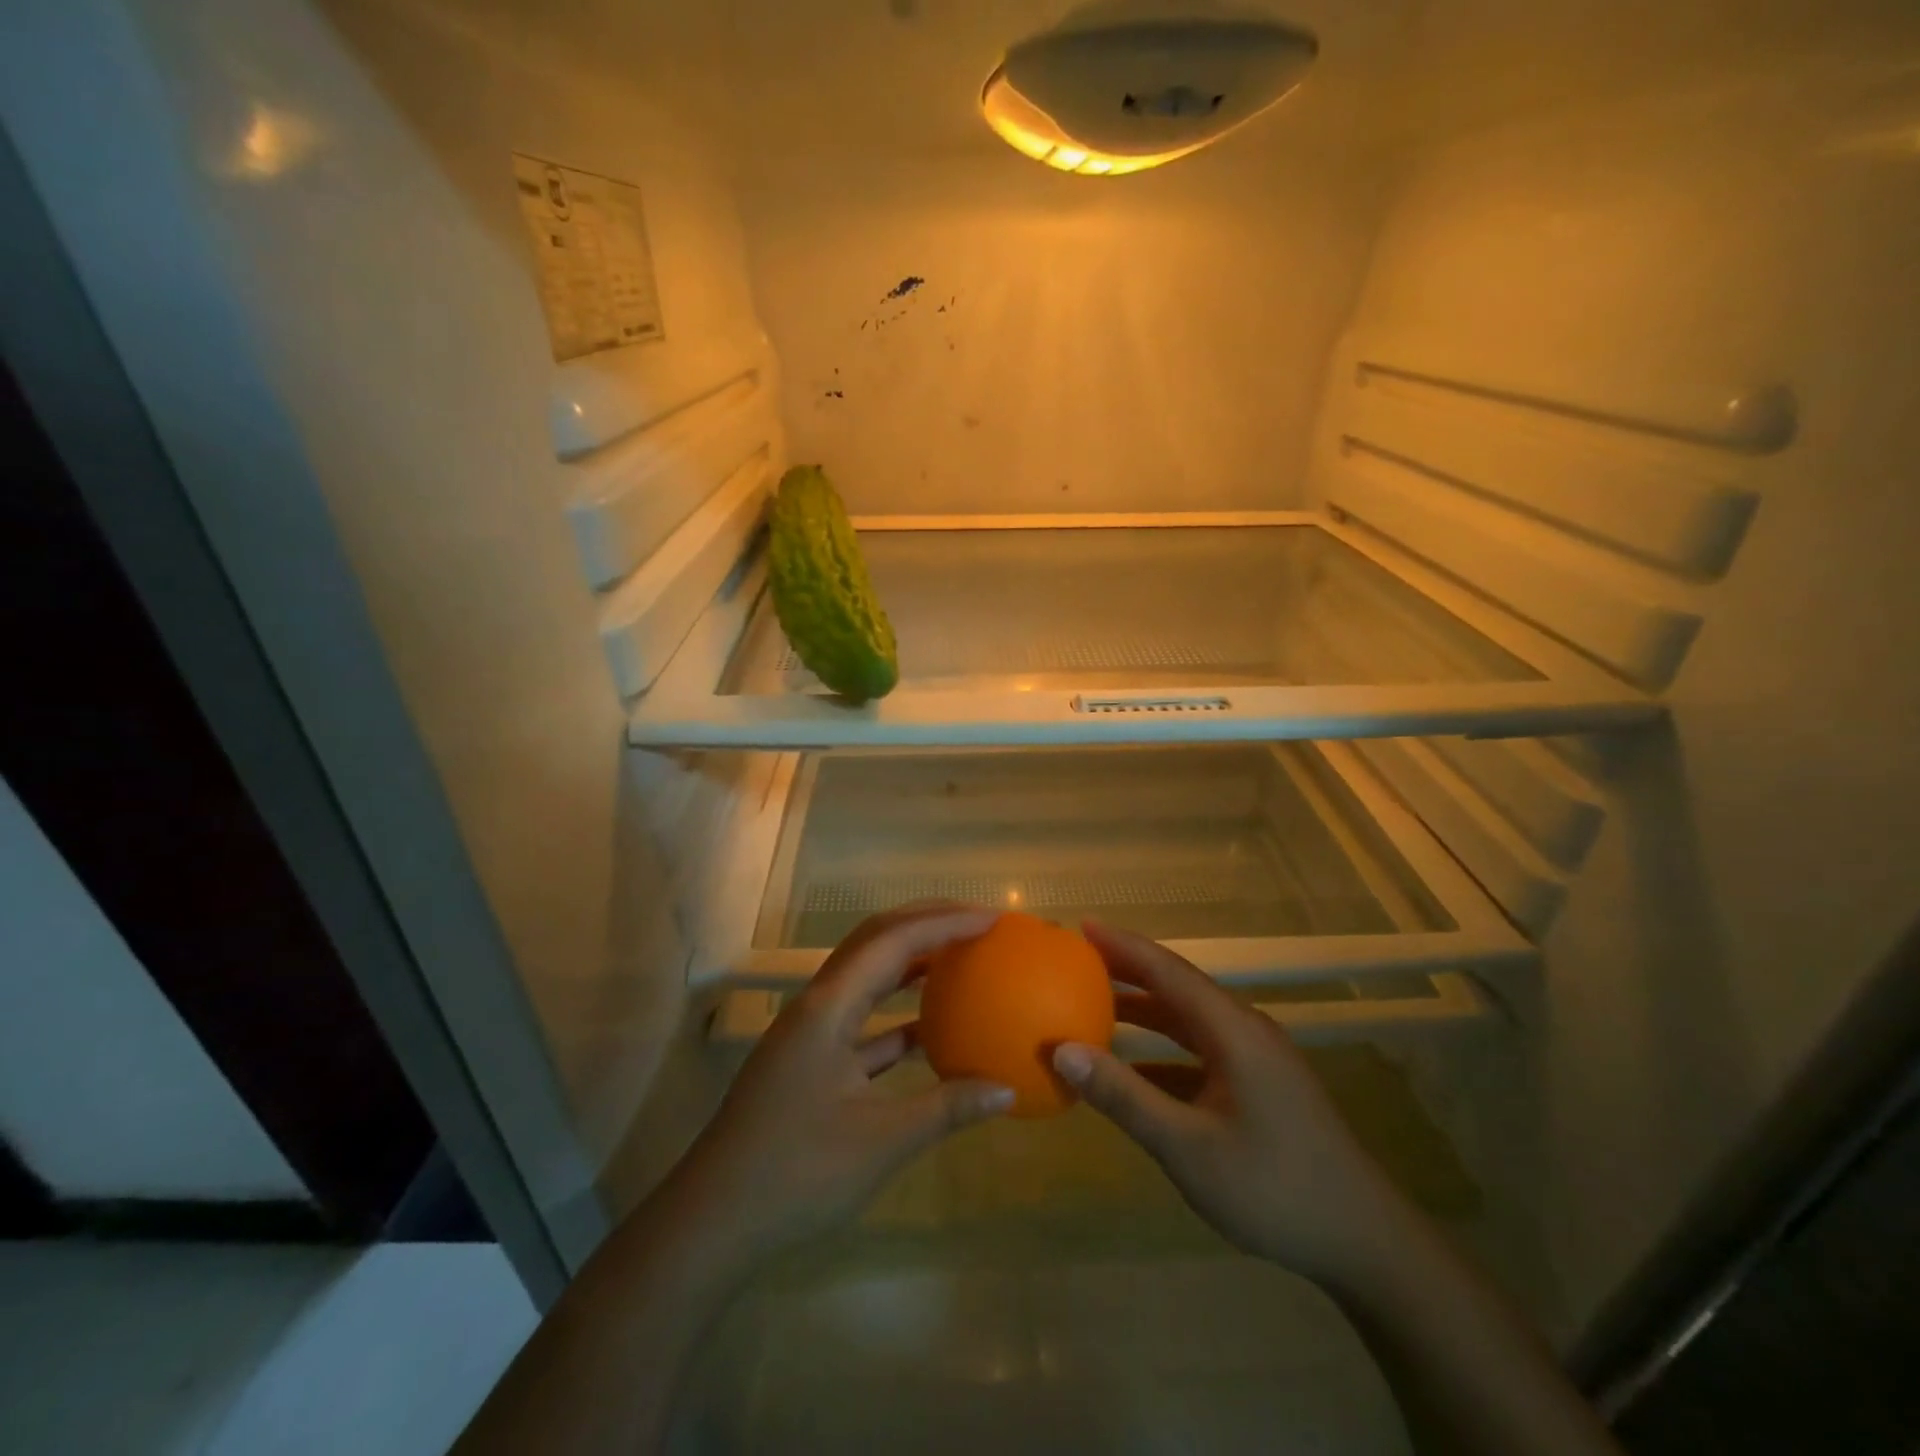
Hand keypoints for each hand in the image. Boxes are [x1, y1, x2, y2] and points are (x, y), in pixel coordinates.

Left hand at [668, 903, 1014, 1263]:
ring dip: (911, 962)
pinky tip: (932, 1030)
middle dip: (925, 922)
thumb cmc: (795, 1174)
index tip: (991, 920)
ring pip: (867, 976)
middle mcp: (818, 1004)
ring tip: (959, 959)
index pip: (893, 942)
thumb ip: (946, 1109)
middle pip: (875, 941)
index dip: (944, 923)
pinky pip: (862, 1019)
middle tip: (977, 924)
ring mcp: (811, 1032)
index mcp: (828, 1007)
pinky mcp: (811, 1060)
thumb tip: (1006, 1090)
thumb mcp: (880, 1143)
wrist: (714, 1221)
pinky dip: (898, 1014)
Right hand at [1053, 922, 1408, 1284]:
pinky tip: (1135, 1072)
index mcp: (1232, 1030)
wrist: (1365, 1243)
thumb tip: (1063, 1051)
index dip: (1123, 946)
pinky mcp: (1261, 1086)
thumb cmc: (1274, 1188)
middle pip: (1178, 987)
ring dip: (1145, 1011)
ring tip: (1097, 1005)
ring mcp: (1257, 1059)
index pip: (1167, 971)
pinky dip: (1163, 1052)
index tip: (1084, 925)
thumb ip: (1125, 1097)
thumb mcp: (1188, 1147)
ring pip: (1190, 1020)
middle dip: (1129, 971)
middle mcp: (1245, 1031)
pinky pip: (1201, 1052)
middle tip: (1080, 960)